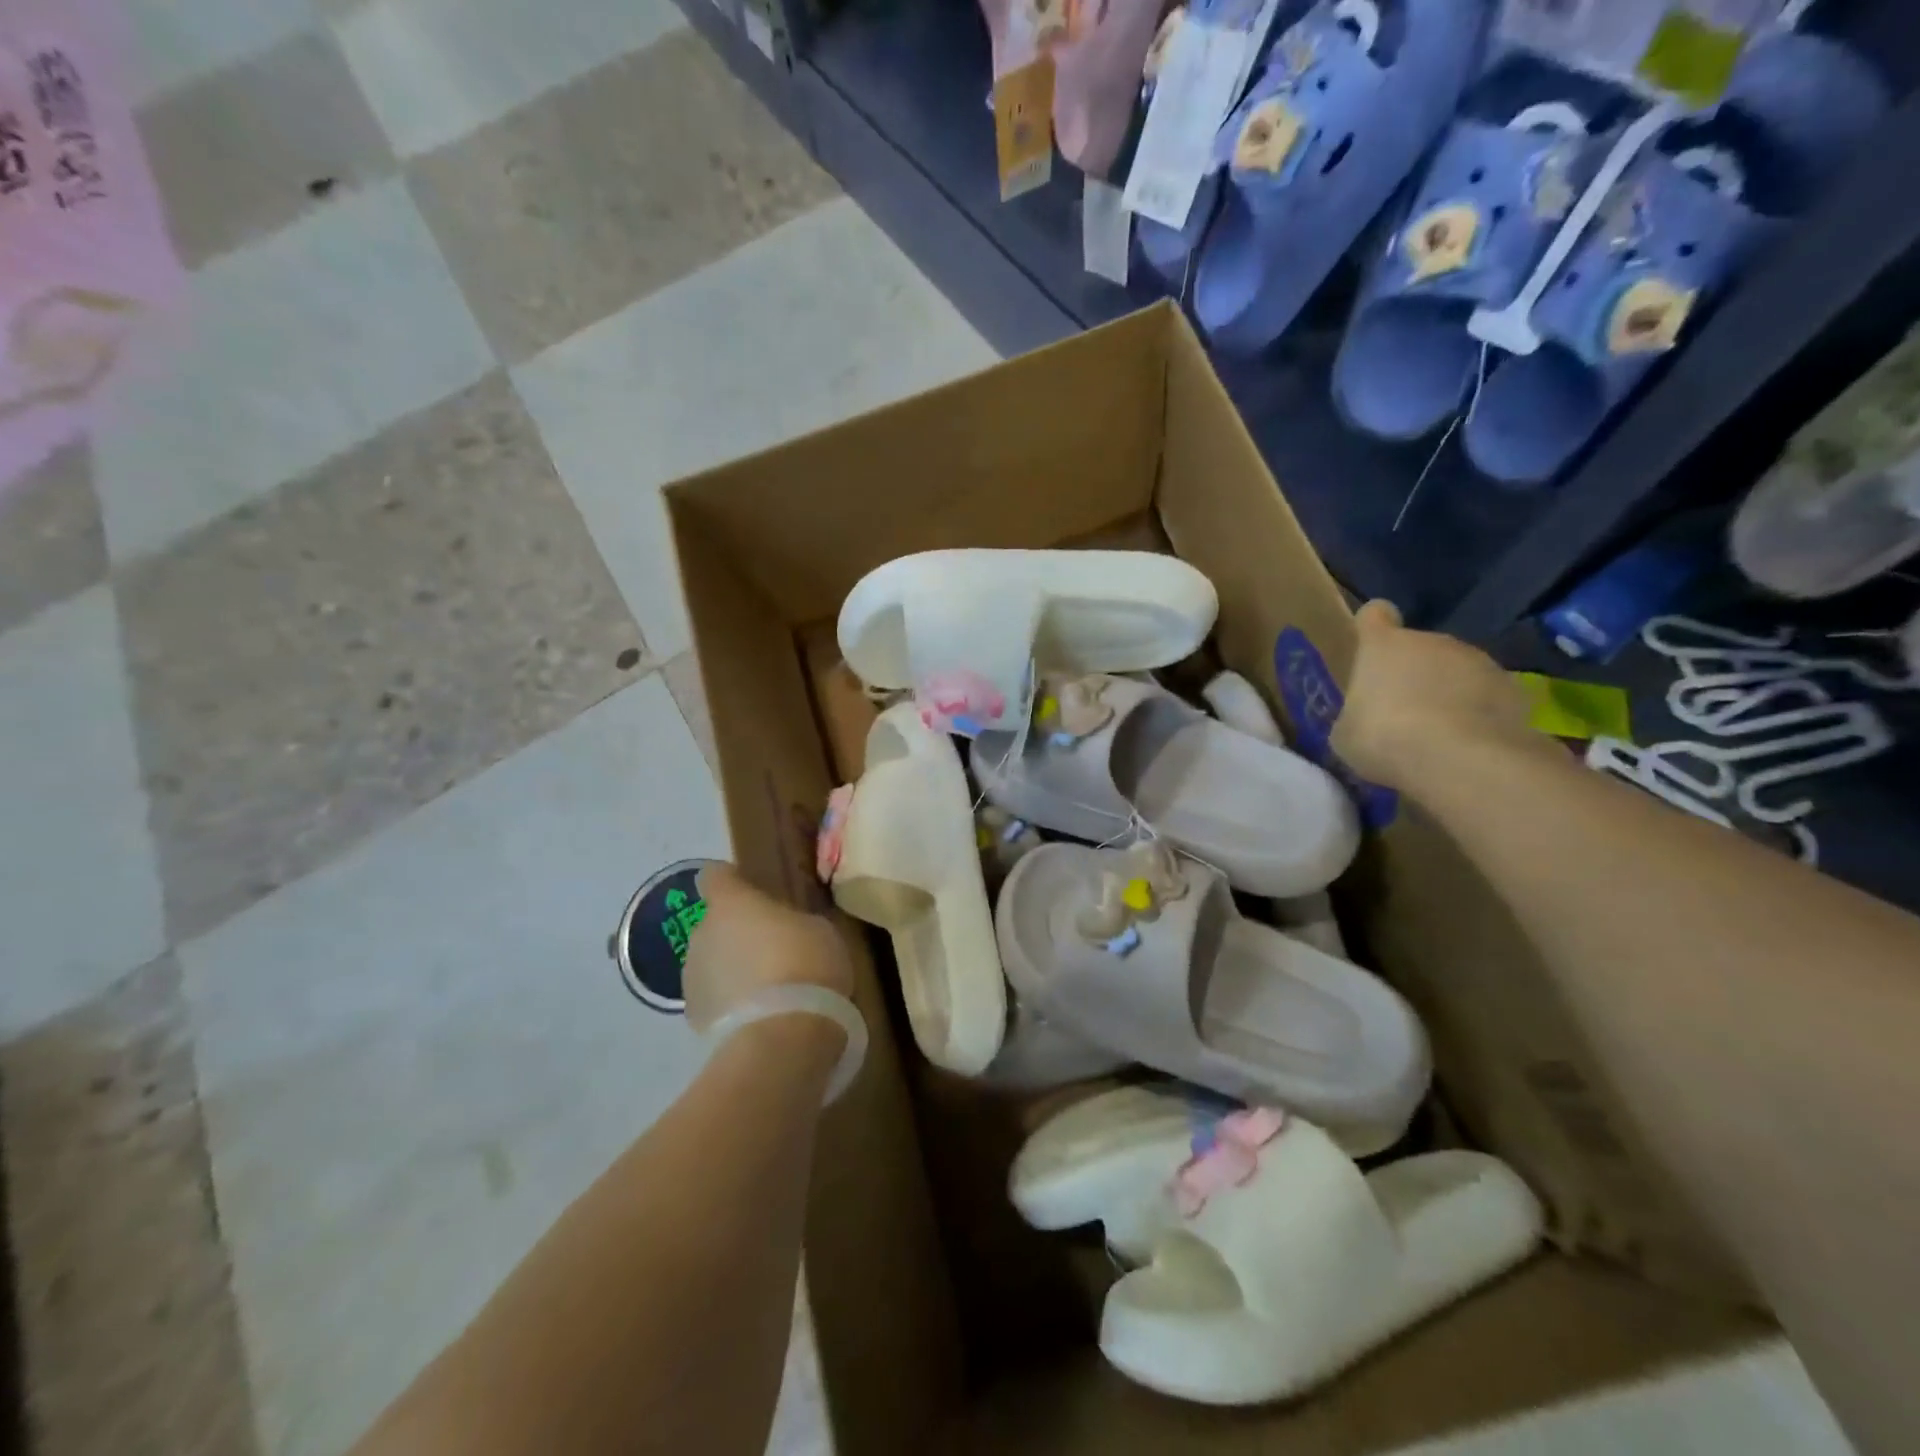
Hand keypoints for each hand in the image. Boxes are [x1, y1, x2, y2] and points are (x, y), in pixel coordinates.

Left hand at [681, 862, 854, 1035]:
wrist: (781, 1040)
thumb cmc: (806, 967)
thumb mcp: (820, 931)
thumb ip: (794, 922)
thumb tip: (786, 929)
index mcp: (731, 903)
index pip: (716, 876)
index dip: (733, 881)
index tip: (754, 891)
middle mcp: (701, 933)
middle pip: (715, 923)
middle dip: (738, 932)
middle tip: (774, 948)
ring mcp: (691, 977)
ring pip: (712, 962)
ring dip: (732, 969)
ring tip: (768, 990)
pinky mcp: (694, 1018)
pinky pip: (714, 998)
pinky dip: (731, 1003)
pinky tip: (760, 1018)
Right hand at [1331, 601, 1534, 787]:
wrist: (1459, 759)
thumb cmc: (1383, 737)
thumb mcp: (1346, 733)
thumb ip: (1356, 714)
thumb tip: (1364, 718)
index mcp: (1383, 645)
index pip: (1374, 614)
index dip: (1371, 627)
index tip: (1370, 648)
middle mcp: (1432, 641)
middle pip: (1419, 647)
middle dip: (1412, 672)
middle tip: (1402, 713)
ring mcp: (1477, 660)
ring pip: (1457, 670)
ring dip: (1448, 691)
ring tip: (1439, 732)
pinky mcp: (1513, 687)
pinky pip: (1488, 695)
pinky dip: (1479, 712)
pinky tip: (1469, 743)